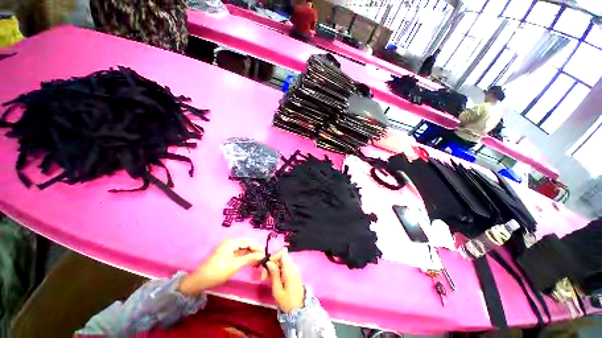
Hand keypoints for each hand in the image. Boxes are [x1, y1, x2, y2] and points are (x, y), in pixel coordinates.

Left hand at [178, 238, 263, 295]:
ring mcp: (227, 248)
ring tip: (258, 259)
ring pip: (242, 248)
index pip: (248, 242)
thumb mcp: (235, 265)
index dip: (257, 247)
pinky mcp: (226, 254)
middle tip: (263, 257)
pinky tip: (250, 261)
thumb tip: (262, 255)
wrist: (199, 281)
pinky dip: (244, 256)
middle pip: (246, 244)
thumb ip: (249, 258)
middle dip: (254, 250)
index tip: (265, 253)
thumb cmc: (218, 272)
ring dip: (250, 253)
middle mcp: (230, 242)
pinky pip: (238, 253)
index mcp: (231, 242)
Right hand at [265, 248, 304, 312]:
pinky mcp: (293, 271)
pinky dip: (278, 269)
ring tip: (267, 279)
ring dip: (273, 267)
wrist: (299, 309)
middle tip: (264, 276)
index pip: (283, 253)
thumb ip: (274, 274)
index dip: (274, 256)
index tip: (267, 267)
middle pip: (281, 256)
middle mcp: (293, 266)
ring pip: (281, 261)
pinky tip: (273, 279)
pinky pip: (284, 265)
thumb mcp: (277, 290)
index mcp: (290, 269)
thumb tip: (269, 262)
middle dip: (272, 263)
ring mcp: (294, 268)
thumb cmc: (287, 301)